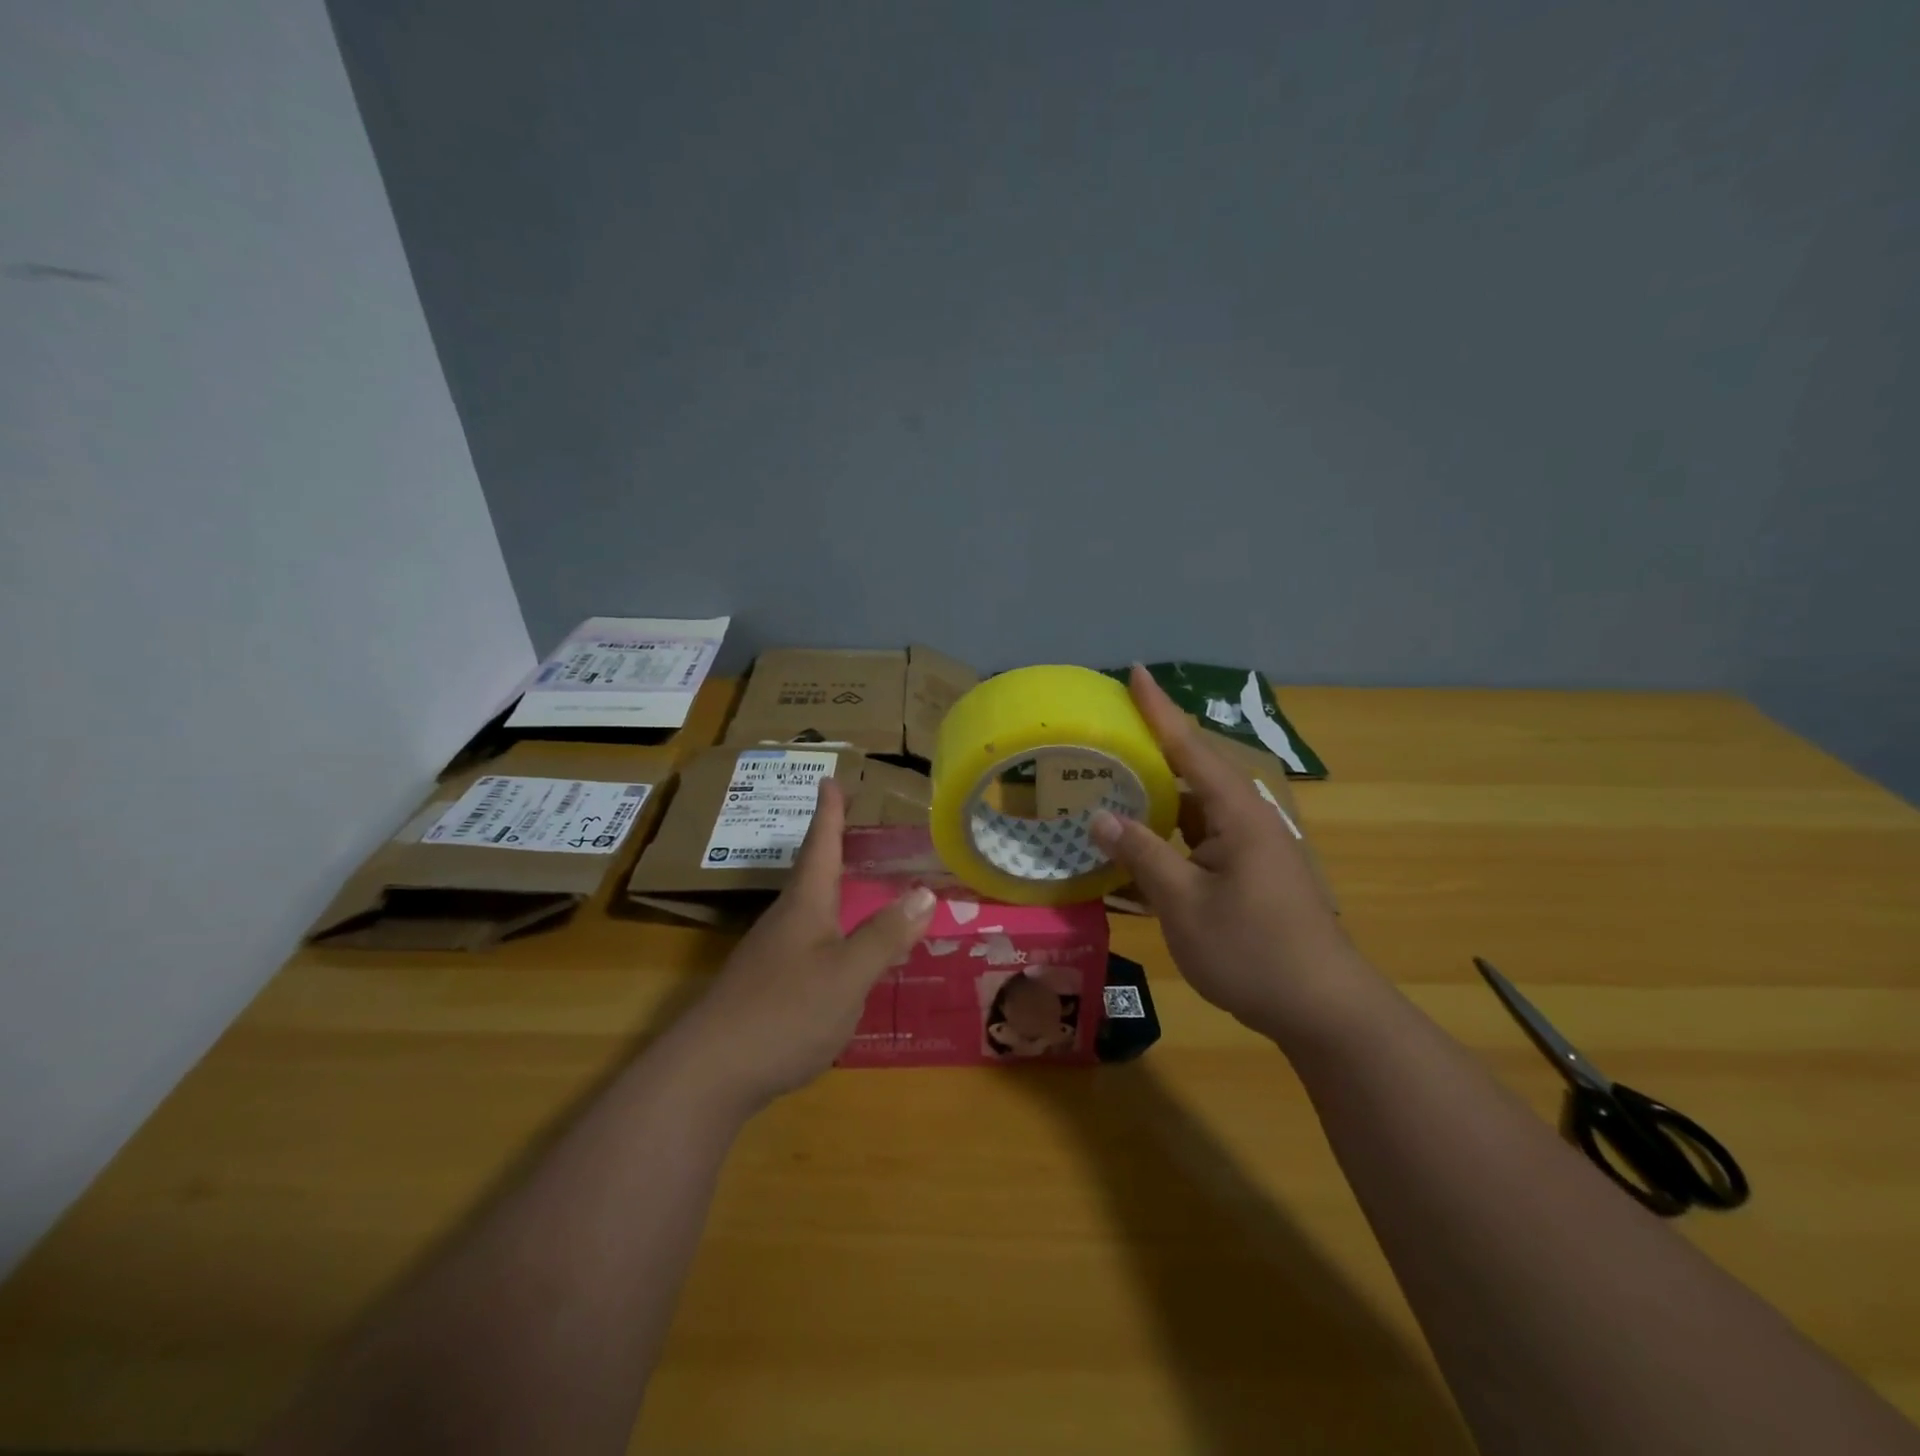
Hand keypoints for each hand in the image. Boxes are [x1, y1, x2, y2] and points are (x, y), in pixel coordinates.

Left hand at [659, 777, 935, 1115]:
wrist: (708, 1075)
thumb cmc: (784, 1013)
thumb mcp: (847, 975)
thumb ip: (885, 936)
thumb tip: (924, 892)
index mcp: (805, 906)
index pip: (820, 846)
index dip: (829, 813)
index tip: (829, 779)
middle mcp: (784, 922)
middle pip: (811, 875)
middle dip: (831, 847)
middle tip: (853, 827)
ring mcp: (770, 956)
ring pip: (808, 911)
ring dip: (831, 891)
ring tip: (856, 885)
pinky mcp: (764, 988)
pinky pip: (806, 944)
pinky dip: (830, 933)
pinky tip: (841, 955)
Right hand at [1089, 665, 1377, 1047]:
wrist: (1324, 1010)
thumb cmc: (1252, 951)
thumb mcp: (1184, 903)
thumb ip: (1141, 854)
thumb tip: (1101, 817)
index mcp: (1237, 814)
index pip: (1190, 747)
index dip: (1159, 709)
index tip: (1135, 671)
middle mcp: (1247, 820)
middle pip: (1192, 772)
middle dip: (1151, 750)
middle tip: (1107, 732)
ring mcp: (1250, 849)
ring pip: (1193, 811)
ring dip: (1155, 800)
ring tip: (1109, 785)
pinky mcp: (1249, 875)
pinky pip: (1199, 842)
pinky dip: (1166, 838)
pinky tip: (1136, 849)